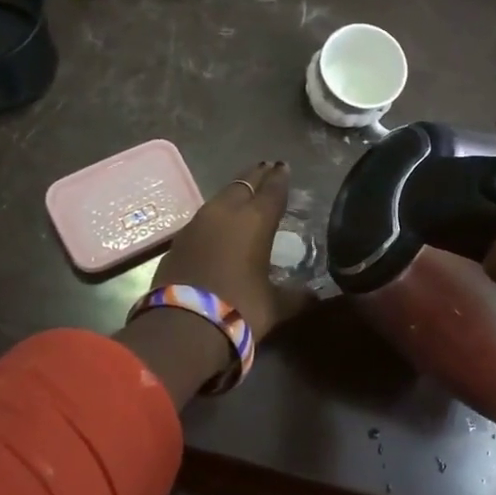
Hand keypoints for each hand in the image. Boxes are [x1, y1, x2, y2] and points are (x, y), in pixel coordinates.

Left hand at [153, 161, 309, 337]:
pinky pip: (204, 216)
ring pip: (220, 197)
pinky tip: (220, 221)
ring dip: (235, 192)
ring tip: (245, 191)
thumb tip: (316, 296)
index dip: (280, 178)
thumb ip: (298, 297)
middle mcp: (226, 212)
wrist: (182, 327)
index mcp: (256, 220)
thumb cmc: (239, 309)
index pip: (272, 190)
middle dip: (257, 176)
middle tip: (266, 169)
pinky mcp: (179, 239)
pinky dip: (217, 214)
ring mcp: (198, 223)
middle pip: (244, 184)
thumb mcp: (276, 306)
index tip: (284, 167)